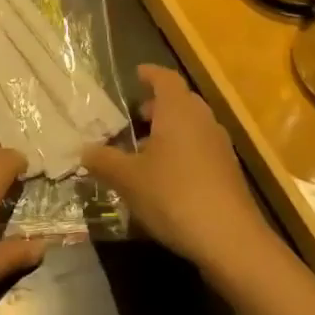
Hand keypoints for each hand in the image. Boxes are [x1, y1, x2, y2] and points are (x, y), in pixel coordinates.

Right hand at [85, 65, 276, 275]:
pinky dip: (183, 152)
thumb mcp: (128, 179)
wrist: (230, 239)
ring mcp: (220, 147)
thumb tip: (84, 150)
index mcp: (178, 111)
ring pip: (193, 126)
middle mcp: (202, 121)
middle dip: (159, 105)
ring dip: (171, 131)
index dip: (150, 74)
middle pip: (181, 101)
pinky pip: (201, 149)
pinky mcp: (228, 173)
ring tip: (146, 150)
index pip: (166, 78)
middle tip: (136, 116)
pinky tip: (166, 177)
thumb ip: (103, 161)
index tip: (136, 74)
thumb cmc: (174, 195)